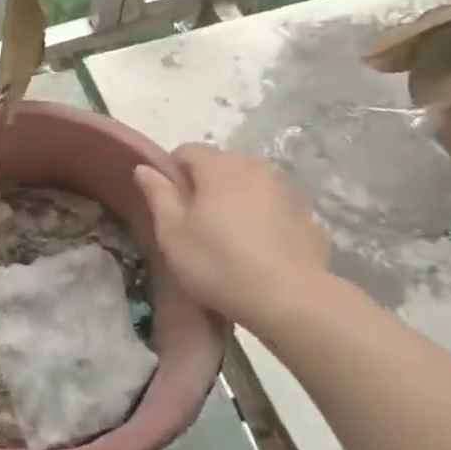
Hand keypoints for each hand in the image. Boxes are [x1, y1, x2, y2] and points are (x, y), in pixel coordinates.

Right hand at [133, 144, 329, 334]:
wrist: (288, 299)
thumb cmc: (218, 263)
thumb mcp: (173, 233)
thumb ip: (158, 194)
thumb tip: (145, 168)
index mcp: (218, 166)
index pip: (186, 150)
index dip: (172, 172)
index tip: (170, 204)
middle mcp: (254, 167)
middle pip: (220, 163)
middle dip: (205, 184)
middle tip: (196, 222)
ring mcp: (284, 189)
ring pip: (249, 183)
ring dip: (235, 198)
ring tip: (228, 236)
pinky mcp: (305, 214)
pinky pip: (273, 206)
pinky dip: (262, 217)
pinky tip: (259, 249)